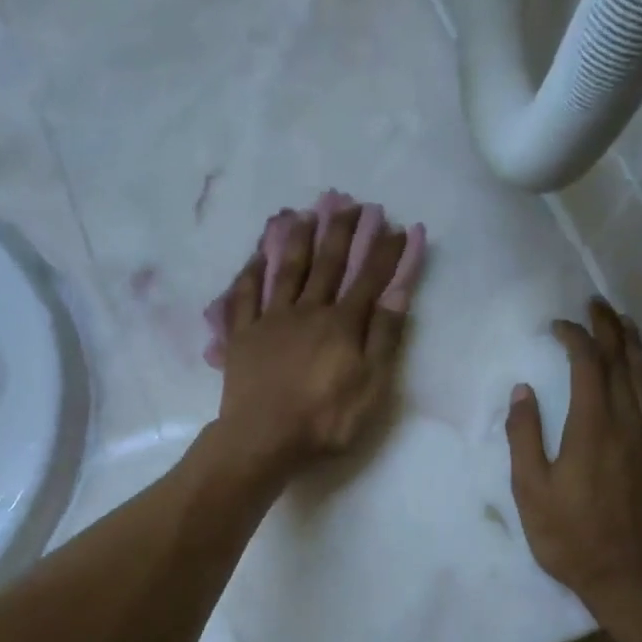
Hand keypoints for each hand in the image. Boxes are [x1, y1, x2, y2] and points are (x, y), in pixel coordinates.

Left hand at [215, 205, 415, 475]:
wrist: (263, 438)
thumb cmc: (324, 420)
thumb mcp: (371, 387)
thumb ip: (384, 339)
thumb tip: (398, 294)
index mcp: (342, 324)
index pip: (369, 279)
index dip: (385, 253)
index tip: (397, 227)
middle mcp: (307, 310)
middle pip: (327, 264)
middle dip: (341, 232)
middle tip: (348, 203)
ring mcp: (271, 319)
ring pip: (285, 270)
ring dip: (295, 240)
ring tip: (303, 213)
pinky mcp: (242, 335)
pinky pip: (245, 295)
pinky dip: (251, 272)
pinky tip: (255, 256)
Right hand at [507, 300, 641, 606]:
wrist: (632, 577)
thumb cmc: (571, 537)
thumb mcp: (531, 491)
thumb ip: (524, 437)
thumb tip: (523, 391)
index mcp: (592, 427)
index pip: (588, 364)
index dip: (574, 337)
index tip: (557, 325)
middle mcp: (629, 422)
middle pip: (623, 360)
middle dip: (609, 327)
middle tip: (596, 304)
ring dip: (634, 345)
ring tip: (623, 322)